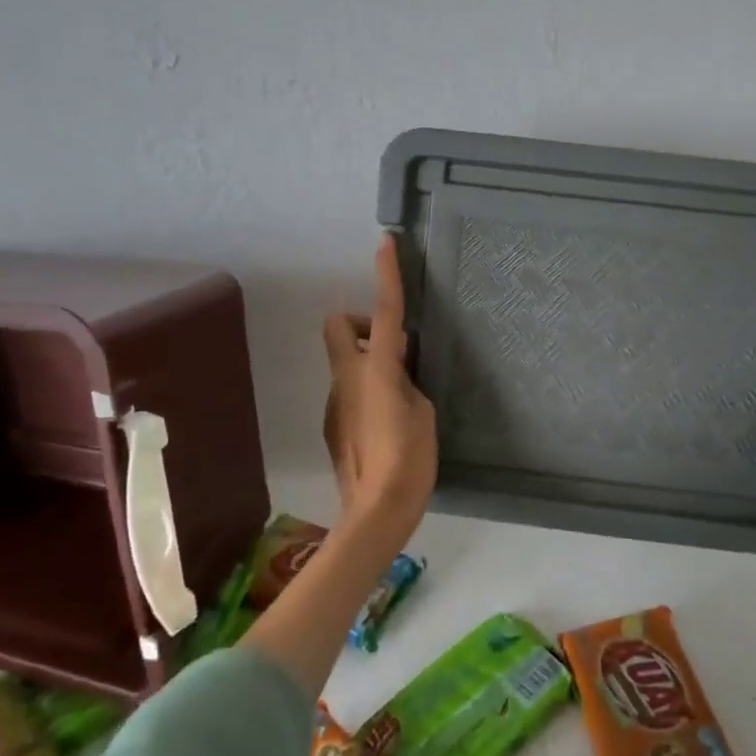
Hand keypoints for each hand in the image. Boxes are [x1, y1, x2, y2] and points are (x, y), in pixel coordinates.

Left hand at [321, 235, 438, 537]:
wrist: (376, 511)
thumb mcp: (424, 411)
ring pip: (346, 361)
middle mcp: (347, 377)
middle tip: (393, 346)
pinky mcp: (332, 423)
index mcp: (377, 369)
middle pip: (339, 325)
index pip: (385, 311)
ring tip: (401, 397)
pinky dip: (365, 391)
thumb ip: (408, 381)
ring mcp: (334, 400)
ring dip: (370, 363)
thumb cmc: (410, 459)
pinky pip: (348, 390)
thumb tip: (398, 370)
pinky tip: (386, 424)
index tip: (385, 244)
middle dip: (362, 323)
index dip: (386, 275)